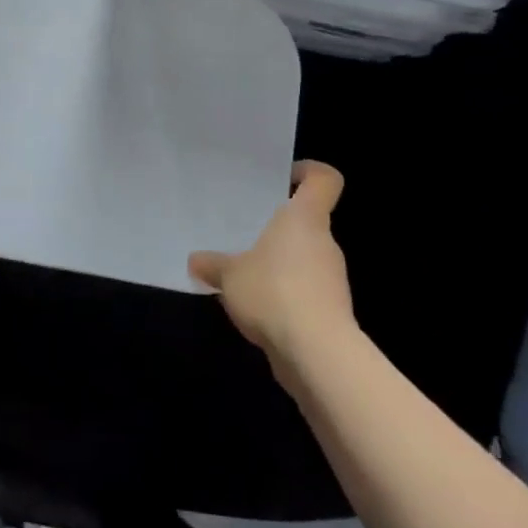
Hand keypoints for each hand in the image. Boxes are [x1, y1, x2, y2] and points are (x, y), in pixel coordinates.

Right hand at [189, 161, 353, 362]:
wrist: (317, 354)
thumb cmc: (274, 292)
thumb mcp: (229, 275)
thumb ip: (213, 265)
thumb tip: (196, 260)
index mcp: (305, 219)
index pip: (323, 180)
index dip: (306, 172)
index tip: (281, 178)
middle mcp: (323, 242)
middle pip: (306, 221)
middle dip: (275, 225)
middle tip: (241, 229)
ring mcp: (330, 278)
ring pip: (301, 257)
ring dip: (276, 263)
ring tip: (241, 273)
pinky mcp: (329, 310)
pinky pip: (301, 289)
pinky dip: (282, 294)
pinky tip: (254, 306)